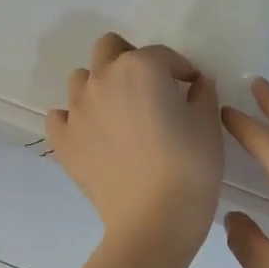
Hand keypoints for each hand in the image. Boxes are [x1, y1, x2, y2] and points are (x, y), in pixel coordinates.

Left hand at [47, 34, 221, 262]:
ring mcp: (77, 109)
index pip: (162, 55)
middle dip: (129, 59)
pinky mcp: (63, 139)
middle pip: (109, 49)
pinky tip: (92, 135)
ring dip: (99, 86)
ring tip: (119, 113)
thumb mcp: (207, 124)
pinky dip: (74, 120)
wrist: (154, 218)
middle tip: (148, 87)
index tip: (189, 87)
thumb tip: (196, 83)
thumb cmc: (190, 167)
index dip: (179, 69)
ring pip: (81, 79)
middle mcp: (103, 79)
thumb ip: (202, 93)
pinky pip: (60, 117)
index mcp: (140, 67)